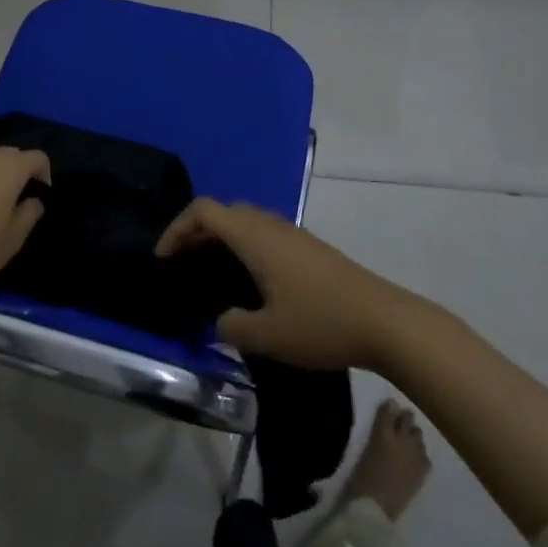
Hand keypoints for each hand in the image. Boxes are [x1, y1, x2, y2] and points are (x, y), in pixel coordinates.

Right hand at [155, 198, 407, 369]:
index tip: (163, 259)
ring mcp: (293, 234)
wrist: (384, 321)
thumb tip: (221, 320)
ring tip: (209, 272)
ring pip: (246, 221)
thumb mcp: (267, 335)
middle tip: (182, 264)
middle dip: (196, 232)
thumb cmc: (320, 323)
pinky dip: (244, 246)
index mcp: (254, 237)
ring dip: (222, 238)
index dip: (176, 228)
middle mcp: (271, 225)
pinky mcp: (309, 248)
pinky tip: (248, 281)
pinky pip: (264, 234)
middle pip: (223, 211)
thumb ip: (232, 326)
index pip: (204, 210)